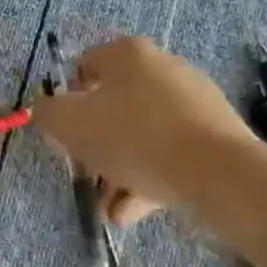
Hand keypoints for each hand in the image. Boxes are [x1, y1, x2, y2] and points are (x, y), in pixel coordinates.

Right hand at [33, 37, 252, 224]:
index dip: (67, 102)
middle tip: (87, 175)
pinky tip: (135, 211)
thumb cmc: (135, 138)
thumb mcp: (71, 124)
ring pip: (142, 135)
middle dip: (96, 146)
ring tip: (110, 211)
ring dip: (119, 171)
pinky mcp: (216, 133)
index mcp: (128, 54)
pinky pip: (170, 152)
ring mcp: (193, 100)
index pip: (84, 68)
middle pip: (113, 106)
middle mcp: (162, 67)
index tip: (66, 135)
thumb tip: (46, 112)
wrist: (219, 173)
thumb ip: (47, 114)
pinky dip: (149, 178)